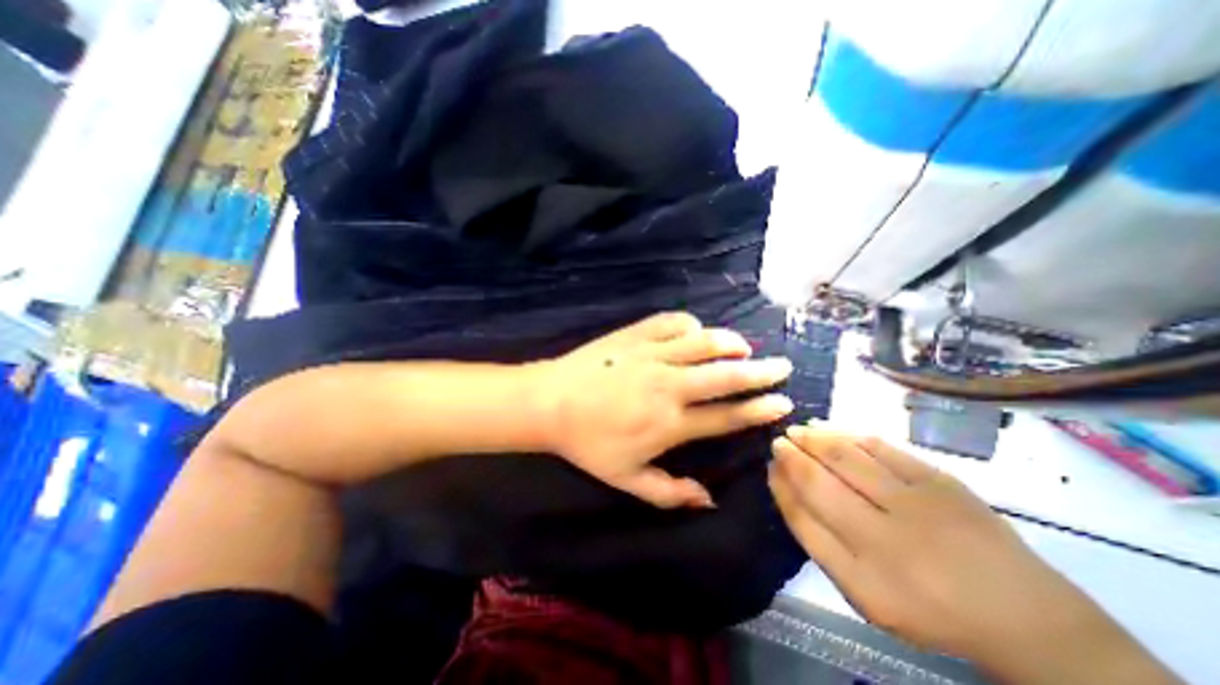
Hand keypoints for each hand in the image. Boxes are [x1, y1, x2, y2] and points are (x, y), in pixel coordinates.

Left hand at [534, 311, 791, 507]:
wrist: (550, 402)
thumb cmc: (587, 443)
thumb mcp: (626, 479)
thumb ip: (669, 493)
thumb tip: (710, 501)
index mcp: (669, 422)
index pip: (726, 416)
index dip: (758, 410)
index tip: (782, 402)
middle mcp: (669, 385)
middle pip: (726, 375)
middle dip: (761, 372)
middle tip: (782, 367)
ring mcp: (652, 354)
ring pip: (705, 342)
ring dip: (731, 343)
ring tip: (745, 348)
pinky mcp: (636, 334)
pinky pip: (673, 322)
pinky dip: (692, 325)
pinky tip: (696, 332)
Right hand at [764, 426, 1176, 680]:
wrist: (1023, 615)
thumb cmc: (926, 604)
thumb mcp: (861, 591)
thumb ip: (817, 539)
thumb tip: (785, 485)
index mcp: (865, 574)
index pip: (803, 516)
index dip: (781, 486)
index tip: (770, 466)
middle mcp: (887, 536)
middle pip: (820, 480)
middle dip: (792, 455)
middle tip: (779, 440)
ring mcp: (917, 503)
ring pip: (847, 456)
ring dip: (814, 438)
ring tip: (798, 430)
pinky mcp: (941, 480)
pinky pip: (881, 447)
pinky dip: (849, 434)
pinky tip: (831, 429)